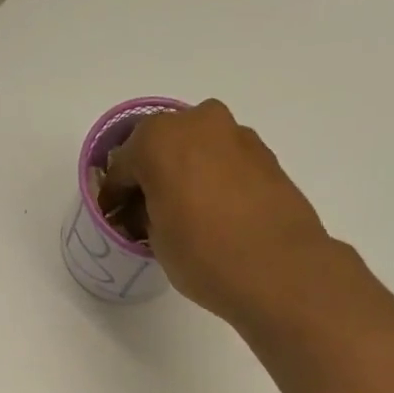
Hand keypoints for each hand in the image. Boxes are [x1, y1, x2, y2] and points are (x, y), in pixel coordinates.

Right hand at [101, 99, 330, 318]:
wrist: (279, 270)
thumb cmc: (204, 255)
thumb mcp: (157, 240)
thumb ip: (146, 213)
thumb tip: (151, 208)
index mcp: (159, 139)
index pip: (122, 165)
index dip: (114, 195)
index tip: (113, 218)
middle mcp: (198, 122)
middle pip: (162, 146)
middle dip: (150, 176)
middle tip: (145, 212)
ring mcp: (237, 135)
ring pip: (197, 150)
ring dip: (184, 175)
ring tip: (183, 214)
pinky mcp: (265, 155)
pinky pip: (224, 162)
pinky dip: (213, 180)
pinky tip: (214, 213)